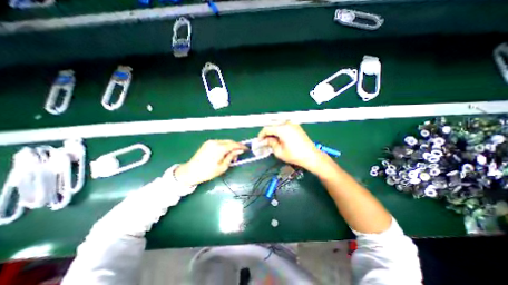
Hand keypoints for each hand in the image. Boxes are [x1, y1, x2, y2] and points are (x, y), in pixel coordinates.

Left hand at [175, 141, 246, 186]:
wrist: (190, 172)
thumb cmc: (207, 172)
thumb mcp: (222, 167)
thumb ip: (231, 157)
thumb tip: (238, 151)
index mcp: (219, 148)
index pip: (234, 144)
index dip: (241, 146)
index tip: (247, 149)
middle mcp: (215, 142)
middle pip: (230, 142)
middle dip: (236, 147)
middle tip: (238, 155)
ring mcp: (210, 142)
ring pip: (225, 142)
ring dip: (230, 147)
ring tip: (231, 157)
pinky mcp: (207, 143)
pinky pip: (219, 143)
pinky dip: (224, 147)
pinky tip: (224, 154)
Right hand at [258, 120, 329, 172]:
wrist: (311, 156)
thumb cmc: (294, 155)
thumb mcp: (279, 151)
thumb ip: (270, 143)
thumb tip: (265, 140)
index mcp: (282, 129)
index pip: (267, 129)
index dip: (261, 135)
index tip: (259, 141)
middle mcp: (287, 123)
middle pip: (273, 125)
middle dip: (267, 133)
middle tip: (265, 141)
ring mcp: (293, 124)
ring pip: (279, 125)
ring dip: (273, 131)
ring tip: (272, 140)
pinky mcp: (297, 127)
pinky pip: (285, 126)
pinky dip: (280, 130)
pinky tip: (279, 138)